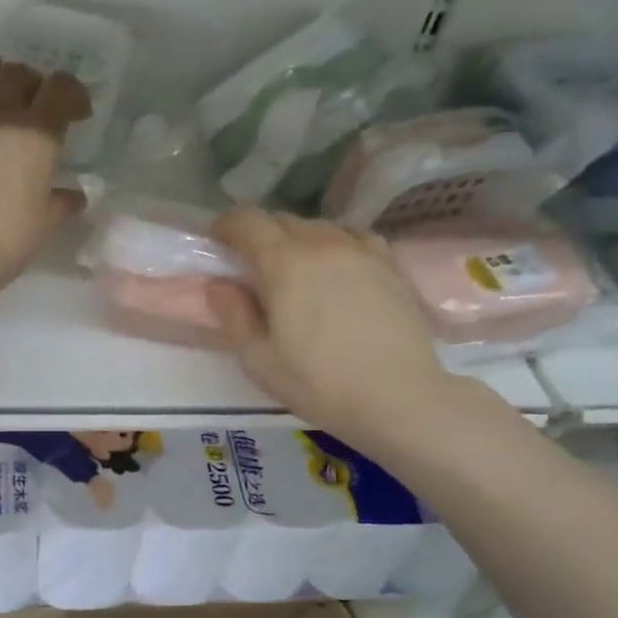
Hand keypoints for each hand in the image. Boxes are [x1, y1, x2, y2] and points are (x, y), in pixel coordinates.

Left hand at [0, 52, 91, 289]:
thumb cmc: (3, 240)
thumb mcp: (44, 225)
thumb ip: (61, 204)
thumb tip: (74, 196)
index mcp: (36, 133)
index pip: (61, 90)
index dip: (73, 94)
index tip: (78, 112)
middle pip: (17, 74)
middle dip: (33, 83)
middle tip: (35, 102)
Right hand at [207, 208, 478, 447]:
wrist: (399, 398)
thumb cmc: (320, 383)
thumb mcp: (258, 359)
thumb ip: (233, 315)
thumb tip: (219, 285)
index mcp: (284, 262)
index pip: (247, 220)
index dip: (226, 226)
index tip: (218, 245)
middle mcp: (323, 243)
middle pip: (283, 220)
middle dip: (260, 236)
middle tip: (253, 269)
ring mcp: (362, 250)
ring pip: (320, 227)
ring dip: (298, 240)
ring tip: (297, 272)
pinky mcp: (391, 264)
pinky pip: (354, 238)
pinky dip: (336, 245)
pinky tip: (338, 270)